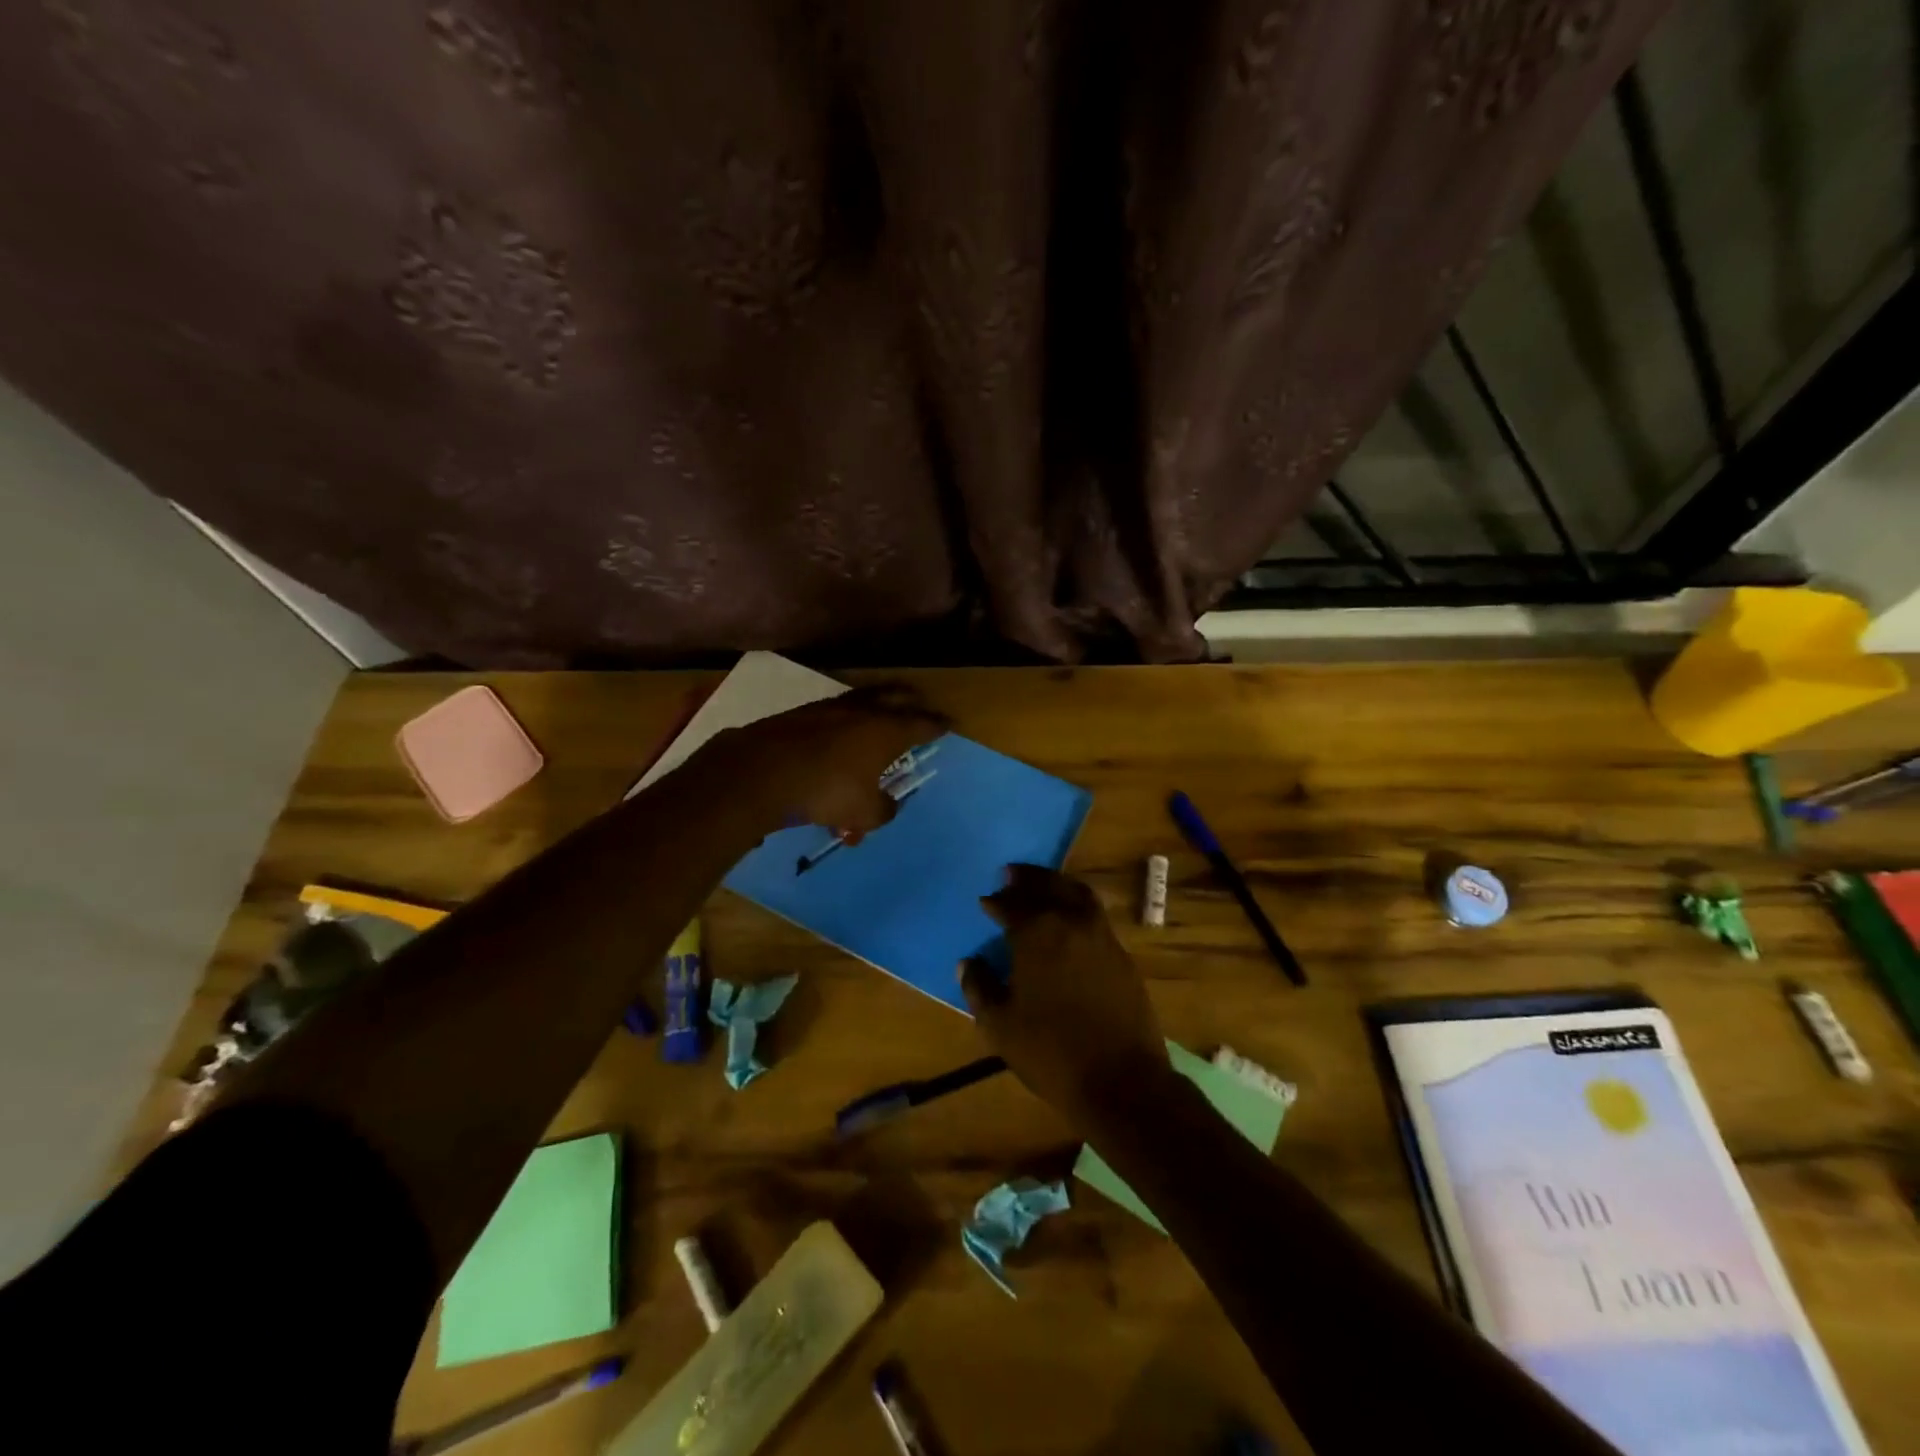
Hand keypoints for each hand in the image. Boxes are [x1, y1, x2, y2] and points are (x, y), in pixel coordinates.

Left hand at [698, 684, 950, 842]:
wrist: (759, 773)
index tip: (949, 724)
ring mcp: (827, 709)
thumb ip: (883, 809)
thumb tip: (886, 805)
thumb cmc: (825, 791)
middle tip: (919, 704)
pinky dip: (841, 726)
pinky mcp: (798, 715)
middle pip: (893, 697)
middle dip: (910, 701)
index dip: (937, 725)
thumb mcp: (864, 813)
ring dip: (873, 709)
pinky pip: (831, 717)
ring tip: (878, 715)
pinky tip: (836, 738)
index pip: (921, 724)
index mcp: (885, 730)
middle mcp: (860, 712)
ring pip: (860, 703)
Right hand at [960, 865, 1170, 1129]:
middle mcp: (1071, 923)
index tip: (986, 901)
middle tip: (1011, 874)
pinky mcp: (1122, 954)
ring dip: (1057, 885)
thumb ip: (979, 988)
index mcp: (1037, 934)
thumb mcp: (1000, 1025)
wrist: (1121, 1080)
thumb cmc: (1051, 1053)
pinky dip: (1078, 905)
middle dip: (1027, 879)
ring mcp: (1102, 936)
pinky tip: (1070, 921)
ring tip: (1043, 886)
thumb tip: (969, 963)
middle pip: (1048, 887)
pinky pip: (1095, 916)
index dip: (996, 902)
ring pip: (1078, 894)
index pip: (1012, 904)